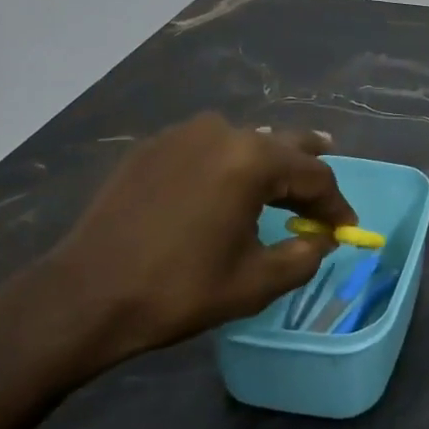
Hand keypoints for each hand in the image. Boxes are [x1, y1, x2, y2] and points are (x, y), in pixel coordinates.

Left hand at [0, 116, 356, 388]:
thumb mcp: (254, 283)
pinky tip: (226, 187)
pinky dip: (228, 165)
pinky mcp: (152, 148)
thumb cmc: (177, 290)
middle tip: (325, 187)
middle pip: (283, 145)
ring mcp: (182, 135)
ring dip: (268, 164)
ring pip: (244, 142)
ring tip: (281, 182)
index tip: (346, 229)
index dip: (336, 204)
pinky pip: (207, 148)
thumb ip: (303, 257)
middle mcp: (221, 132)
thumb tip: (322, 241)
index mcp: (251, 159)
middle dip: (308, 169)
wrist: (82, 297)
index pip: (314, 175)